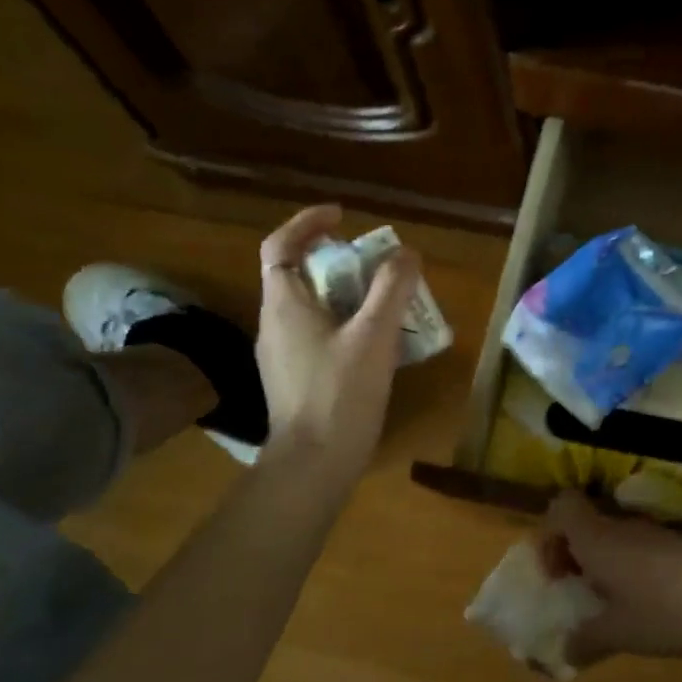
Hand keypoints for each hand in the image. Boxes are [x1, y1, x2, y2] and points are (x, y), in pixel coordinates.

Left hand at [255, 205, 420, 475]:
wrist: (314, 465)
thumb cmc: (340, 395)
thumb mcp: (373, 337)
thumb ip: (391, 290)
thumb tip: (406, 253)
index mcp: (284, 305)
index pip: (281, 245)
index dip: (308, 223)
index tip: (344, 217)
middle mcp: (275, 324)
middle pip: (301, 275)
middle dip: (340, 262)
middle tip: (380, 267)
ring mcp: (283, 354)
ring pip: (313, 308)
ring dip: (348, 296)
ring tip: (388, 304)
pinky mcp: (296, 379)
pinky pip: (320, 336)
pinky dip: (347, 326)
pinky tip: (379, 346)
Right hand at [544, 491, 681, 666]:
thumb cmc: (669, 606)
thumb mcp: (622, 633)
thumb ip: (586, 640)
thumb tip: (563, 651)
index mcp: (598, 538)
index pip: (560, 506)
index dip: (547, 535)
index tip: (554, 574)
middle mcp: (620, 527)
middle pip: (583, 524)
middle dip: (571, 557)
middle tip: (575, 594)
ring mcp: (651, 534)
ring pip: (610, 539)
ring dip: (600, 567)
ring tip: (607, 608)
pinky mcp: (675, 547)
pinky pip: (635, 551)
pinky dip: (626, 572)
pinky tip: (642, 607)